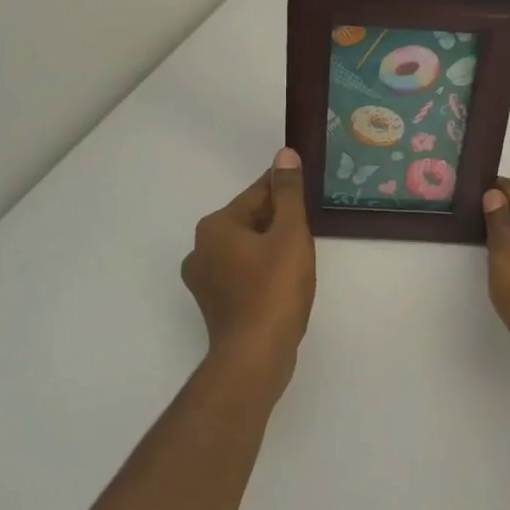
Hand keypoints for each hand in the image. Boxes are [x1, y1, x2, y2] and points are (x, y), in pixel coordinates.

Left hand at [182, 150, 316, 393]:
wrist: (256, 355)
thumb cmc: (275, 289)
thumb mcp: (290, 233)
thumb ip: (288, 193)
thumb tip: (284, 155)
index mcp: (215, 226)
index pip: (257, 194)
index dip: (286, 191)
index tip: (307, 192)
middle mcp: (201, 248)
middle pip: (249, 221)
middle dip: (279, 222)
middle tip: (309, 232)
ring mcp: (204, 279)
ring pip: (246, 249)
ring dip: (271, 247)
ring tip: (301, 258)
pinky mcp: (214, 304)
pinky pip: (242, 273)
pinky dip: (262, 271)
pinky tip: (284, 282)